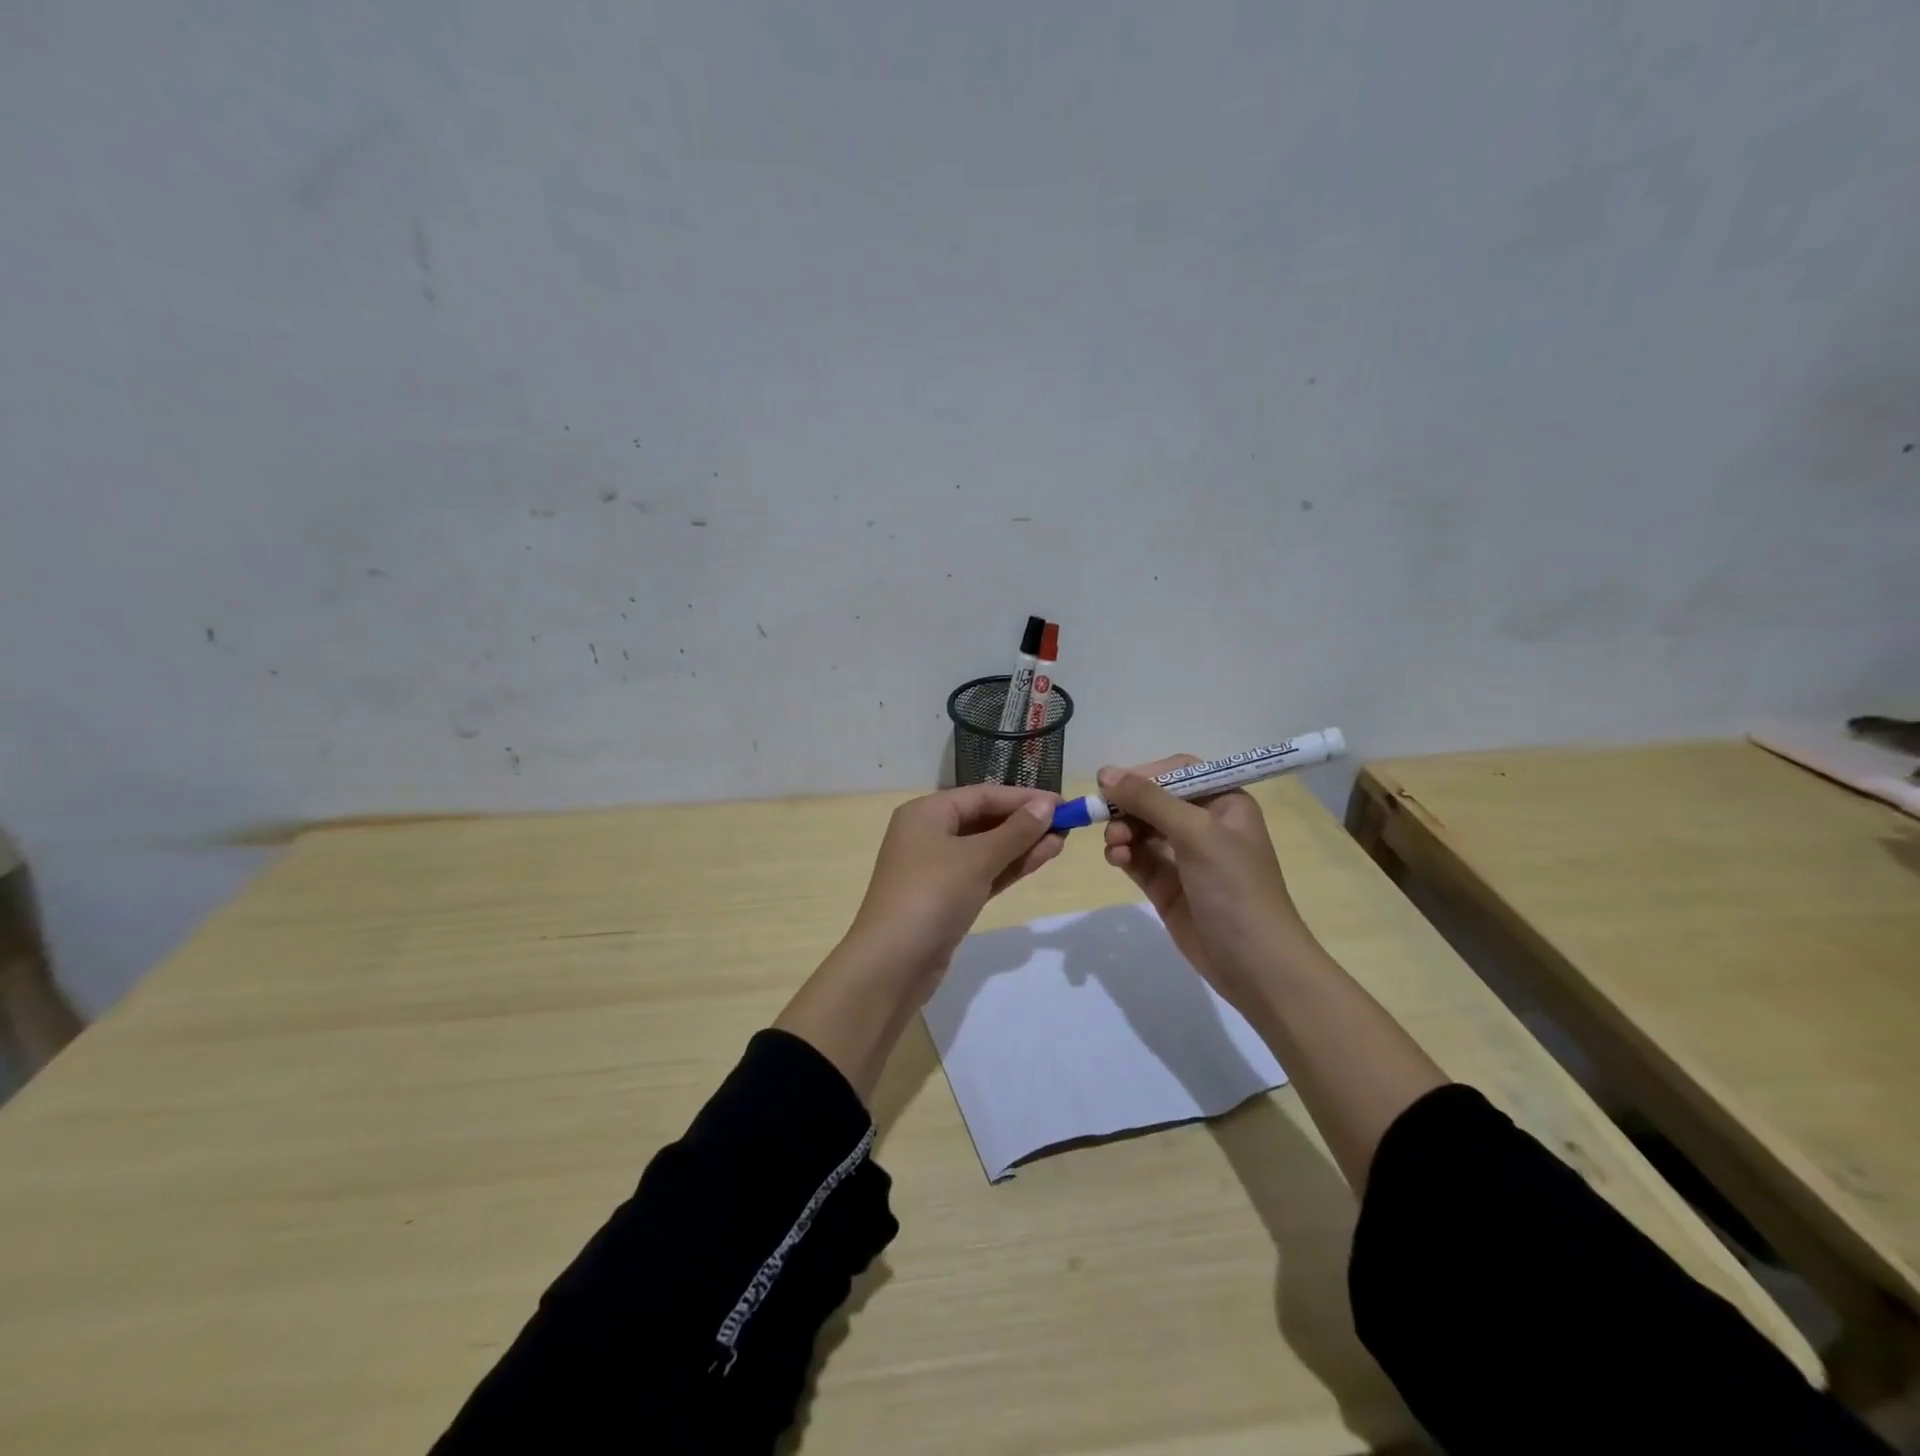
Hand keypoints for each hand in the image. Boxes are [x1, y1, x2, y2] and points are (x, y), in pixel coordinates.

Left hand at [776, 784, 1061, 1100]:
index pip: (983, 796)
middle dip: (1024, 822)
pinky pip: (983, 873)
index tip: (1063, 804)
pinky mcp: (946, 897)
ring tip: (1061, 842)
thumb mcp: (976, 858)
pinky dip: (1009, 867)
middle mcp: (929, 834)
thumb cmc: (932, 895)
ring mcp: (936, 868)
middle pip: (984, 819)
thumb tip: (1046, 806)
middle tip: (1067, 825)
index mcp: (926, 812)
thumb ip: (1015, 832)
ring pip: (987, 848)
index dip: (1023, 798)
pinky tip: (1041, 859)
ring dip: (1022, 845)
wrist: (893, 963)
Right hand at [1099, 757, 1308, 1012]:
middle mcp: (1204, 824)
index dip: (1144, 774)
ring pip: (1140, 828)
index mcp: (1224, 803)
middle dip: (1128, 806)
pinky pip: (1137, 857)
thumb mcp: (1196, 833)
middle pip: (1154, 800)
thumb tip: (1105, 773)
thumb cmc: (1235, 888)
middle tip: (1103, 815)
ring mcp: (1184, 857)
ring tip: (1115, 844)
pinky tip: (1116, 858)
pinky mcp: (1166, 885)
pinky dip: (1122, 853)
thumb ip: (1150, 800)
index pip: (1178, 772)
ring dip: (1122, 830)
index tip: (1111, 784)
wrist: (1254, 964)